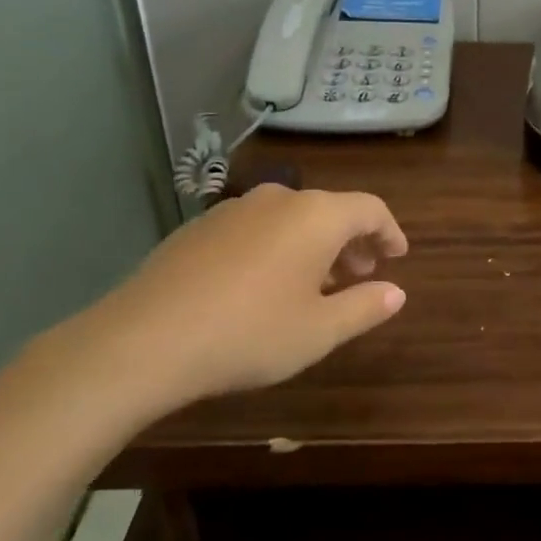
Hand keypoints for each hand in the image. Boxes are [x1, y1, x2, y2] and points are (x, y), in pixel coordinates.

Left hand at [62, 185, 408, 417]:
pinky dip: (276, 247)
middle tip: (361, 274)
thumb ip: (364, 307)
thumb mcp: (318, 331)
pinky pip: (256, 228)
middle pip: (330, 210)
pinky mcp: (199, 227)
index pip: (370, 209)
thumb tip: (397, 292)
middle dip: (352, 241)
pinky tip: (264, 285)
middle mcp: (278, 199)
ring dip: (314, 245)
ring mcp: (234, 209)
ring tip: (315, 284)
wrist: (142, 341)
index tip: (398, 256)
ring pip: (291, 218)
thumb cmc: (248, 334)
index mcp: (316, 216)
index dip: (390, 232)